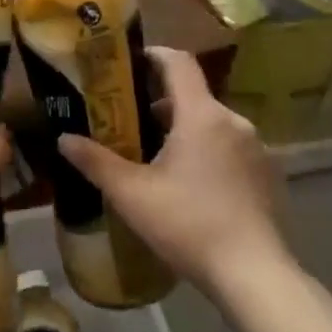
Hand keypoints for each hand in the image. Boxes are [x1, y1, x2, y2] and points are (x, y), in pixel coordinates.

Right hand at [57, 46, 288, 291]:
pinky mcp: (267, 175)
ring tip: (154, 159)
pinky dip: (206, 153)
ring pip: (211, 124)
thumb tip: (63, 139)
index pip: (179, 63)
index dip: (153, 55)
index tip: (128, 63)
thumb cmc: (189, 225)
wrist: (255, 276)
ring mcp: (256, 149)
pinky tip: (190, 187)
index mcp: (201, 115)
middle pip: (192, 97)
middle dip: (159, 104)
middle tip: (127, 123)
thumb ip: (95, 162)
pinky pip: (229, 149)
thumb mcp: (131, 194)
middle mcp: (233, 122)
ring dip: (183, 131)